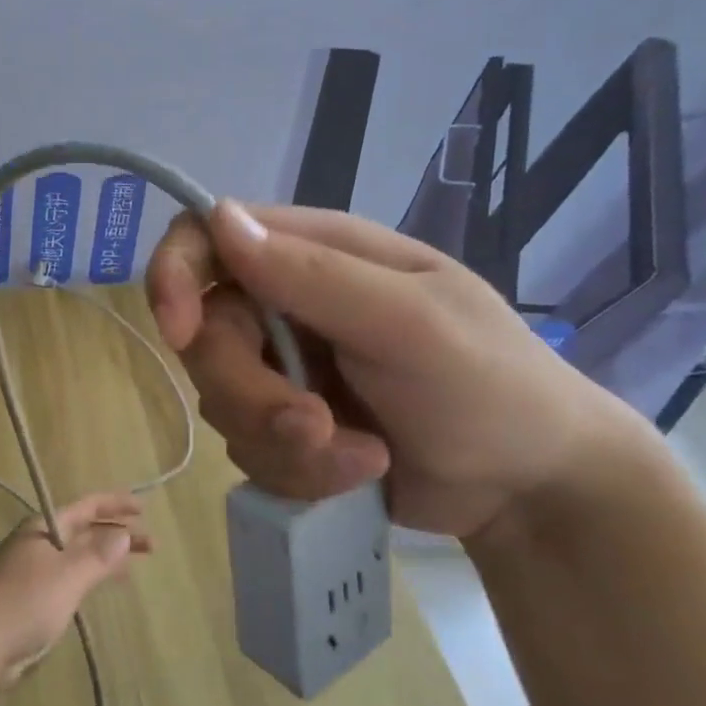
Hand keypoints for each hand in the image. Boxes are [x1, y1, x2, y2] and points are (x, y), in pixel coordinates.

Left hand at [0, 492, 151, 688]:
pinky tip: (98, 590)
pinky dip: (88, 579)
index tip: (144, 508)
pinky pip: (67, 580)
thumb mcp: (68, 575)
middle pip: (84, 532)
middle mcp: (38, 544)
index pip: (87, 507)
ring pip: (76, 557)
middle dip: (116, 534)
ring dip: (103, 557)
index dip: (115, 505)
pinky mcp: (28, 600)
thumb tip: (122, 533)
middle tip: (150, 545)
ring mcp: (31, 572)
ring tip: (131, 566)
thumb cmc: (24, 602)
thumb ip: (98, 555)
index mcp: (45, 528)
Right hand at [146, 201, 653, 541]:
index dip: (176, 276)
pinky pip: (248, 449)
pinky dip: (298, 471)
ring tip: (362, 457)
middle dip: (250, 393)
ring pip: (222, 402)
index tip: (181, 333)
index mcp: (314, 256)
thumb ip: (313, 274)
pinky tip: (358, 474)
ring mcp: (281, 369)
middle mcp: (285, 305)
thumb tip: (219, 218)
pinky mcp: (284, 427)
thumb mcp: (410, 322)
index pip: (206, 238)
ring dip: (283, 443)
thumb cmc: (490, 384)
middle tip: (314, 427)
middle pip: (206, 337)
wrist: (530, 488)